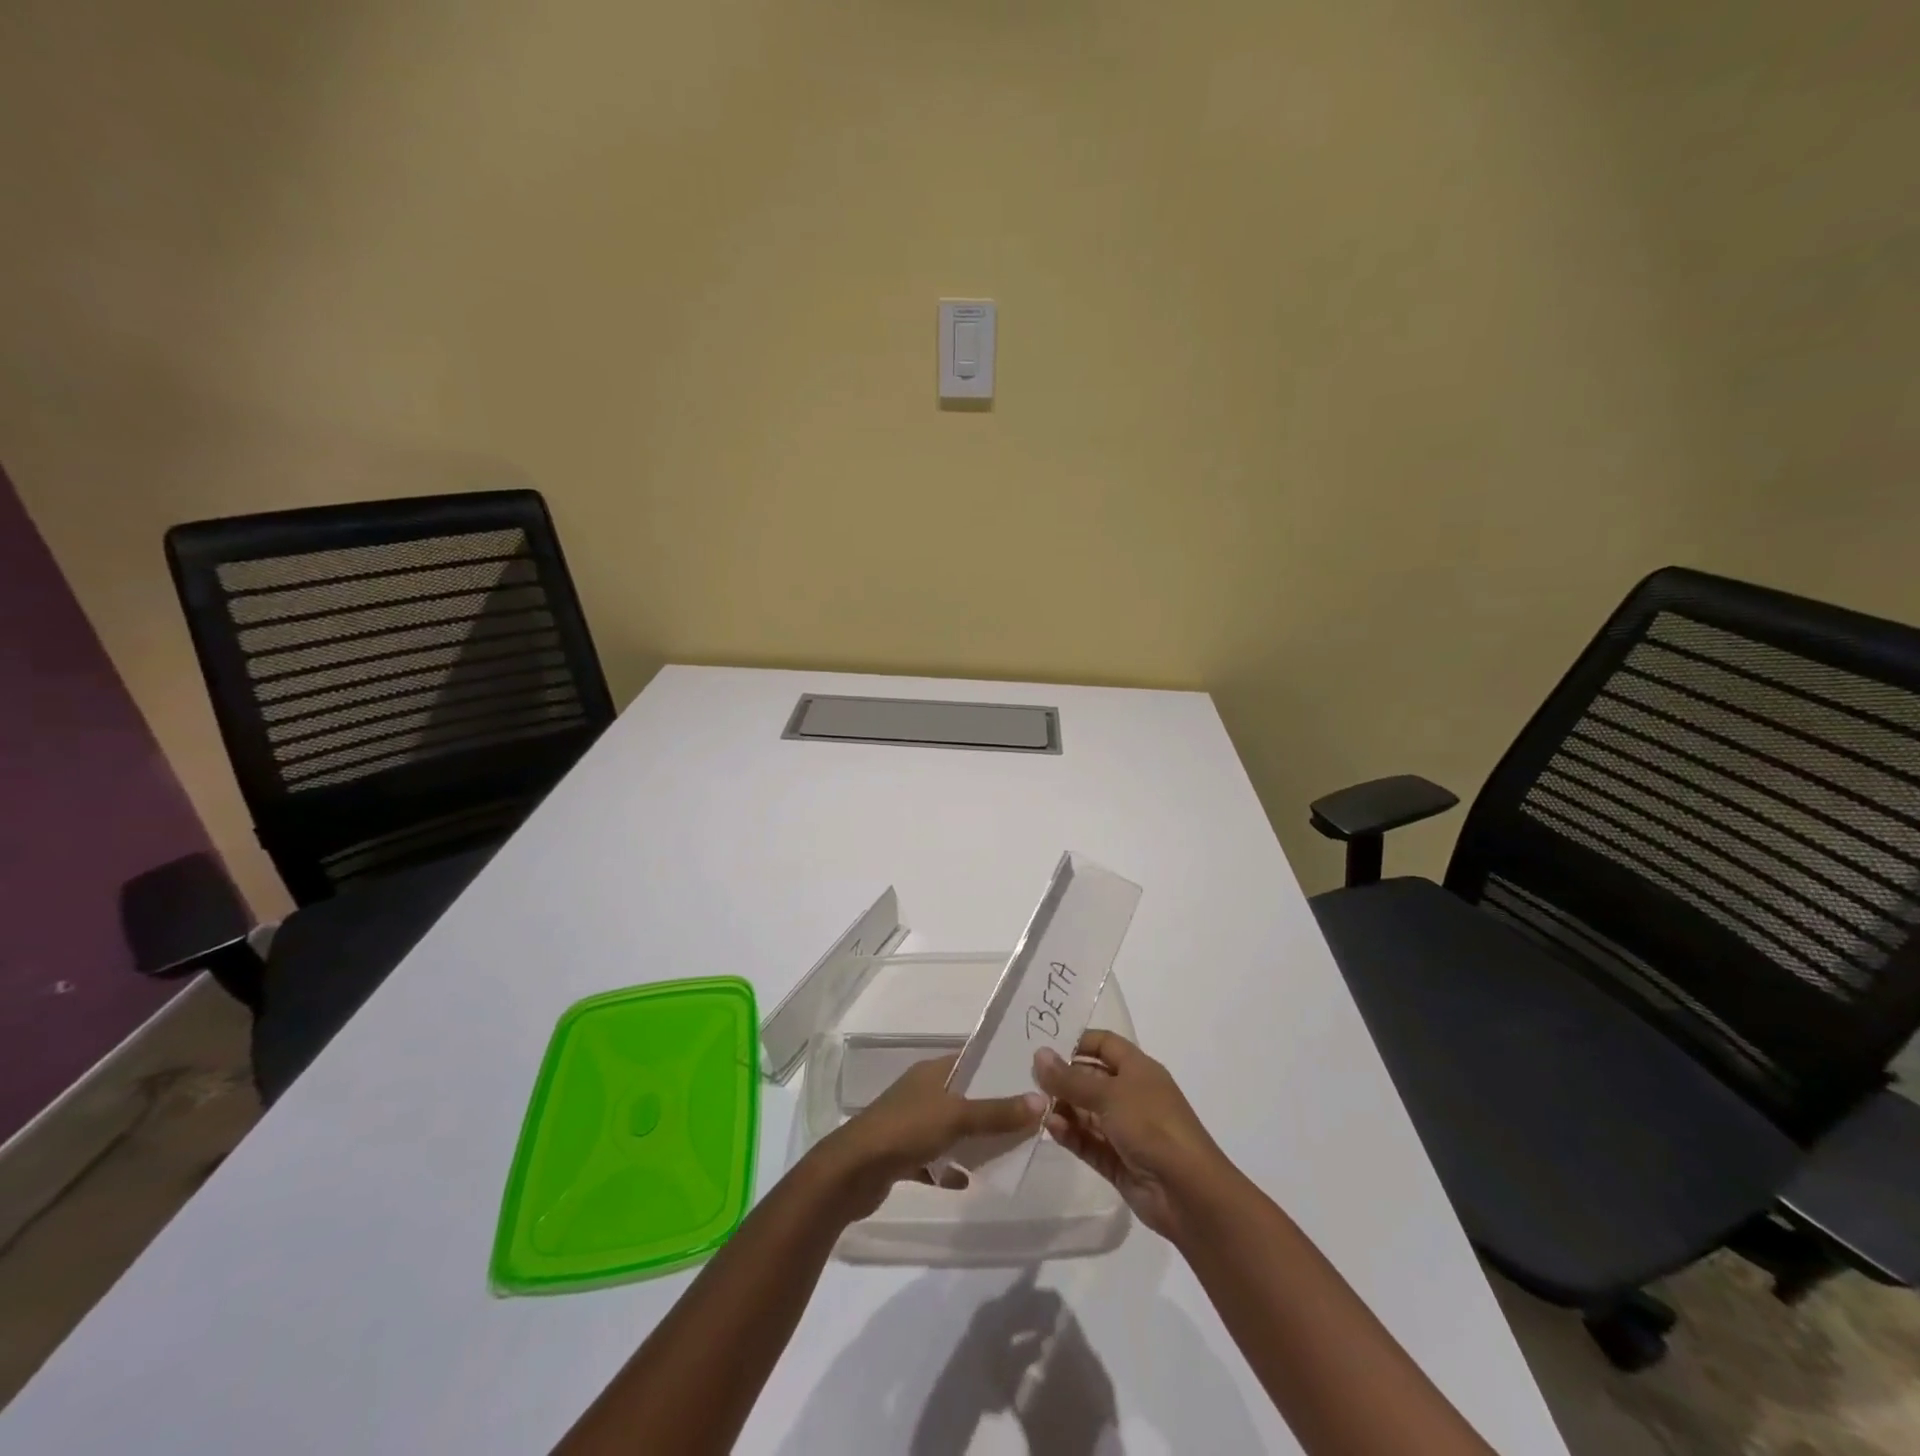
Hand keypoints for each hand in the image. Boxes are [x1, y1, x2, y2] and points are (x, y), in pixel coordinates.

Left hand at [814, 1055, 1043, 1220]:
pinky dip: (949, 1168)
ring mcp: (910, 1124)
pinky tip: (966, 1180)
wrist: (852, 1173)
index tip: (1030, 1075)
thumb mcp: (957, 1117)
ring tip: (1007, 1150)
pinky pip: (934, 1159)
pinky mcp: (901, 1156)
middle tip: (1027, 1117)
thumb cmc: (906, 1130)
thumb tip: (1041, 1100)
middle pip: (964, 1095)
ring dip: (973, 1139)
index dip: (998, 1065)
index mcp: (932, 1072)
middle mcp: (921, 1093)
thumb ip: (997, 1112)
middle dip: (992, 1106)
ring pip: (950, 1128)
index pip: (971, 1060)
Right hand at [1033, 1031, 1226, 1241]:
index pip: (1104, 1044)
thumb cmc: (1152, 1126)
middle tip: (1030, 1080)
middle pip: (1091, 1079)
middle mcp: (1132, 1095)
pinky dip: (1070, 1135)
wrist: (1188, 1192)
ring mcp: (1125, 1130)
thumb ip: (1070, 1079)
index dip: (1077, 1042)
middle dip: (1064, 1079)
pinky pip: (1088, 1142)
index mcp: (1138, 1070)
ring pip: (1087, 1112)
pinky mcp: (1118, 1161)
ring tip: (1036, 1107)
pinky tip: (1051, 1129)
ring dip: (1064, 1108)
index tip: (1045, 1048)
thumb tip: (1039, 1054)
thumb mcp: (1109, 1095)